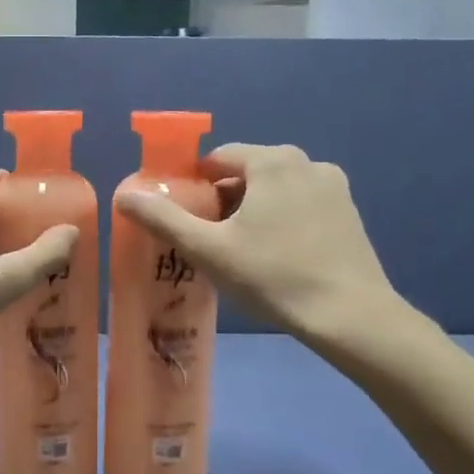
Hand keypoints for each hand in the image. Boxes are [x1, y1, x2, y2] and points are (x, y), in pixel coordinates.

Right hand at [114, 143, 424, 361]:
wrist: (350, 316)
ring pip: (275, 189)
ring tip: (241, 251)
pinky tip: (277, 256)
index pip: (218, 158)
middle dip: (223, 200)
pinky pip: (301, 205)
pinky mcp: (348, 212)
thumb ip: (163, 219)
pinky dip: (282, 220)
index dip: (195, 185)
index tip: (185, 218)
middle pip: (248, 172)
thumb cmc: (273, 276)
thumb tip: (124, 195)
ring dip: (253, 210)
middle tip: (209, 240)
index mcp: (272, 161)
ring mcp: (333, 186)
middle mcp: (306, 162)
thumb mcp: (208, 249)